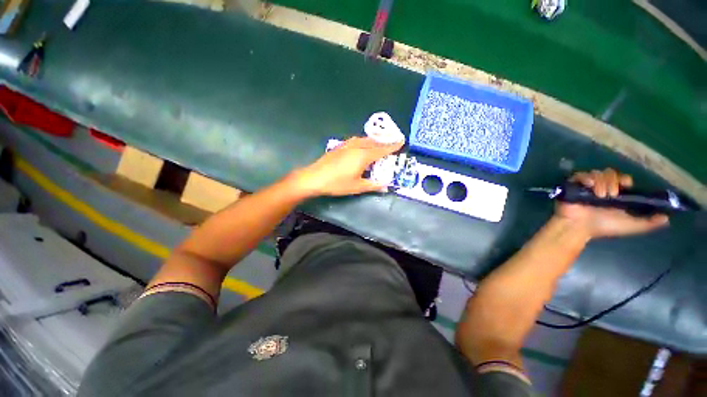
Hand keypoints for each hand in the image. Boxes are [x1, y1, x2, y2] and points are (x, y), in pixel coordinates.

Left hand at [291, 137, 403, 196]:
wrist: (314, 177)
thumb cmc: (337, 183)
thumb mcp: (357, 187)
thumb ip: (372, 185)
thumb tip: (385, 186)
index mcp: (363, 156)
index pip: (382, 149)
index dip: (392, 146)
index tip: (401, 141)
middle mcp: (356, 147)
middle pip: (374, 142)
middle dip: (384, 142)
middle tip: (392, 143)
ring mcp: (347, 145)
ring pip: (364, 139)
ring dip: (374, 140)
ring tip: (378, 143)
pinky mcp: (340, 146)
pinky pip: (356, 140)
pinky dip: (364, 141)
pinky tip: (362, 145)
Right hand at [555, 168, 669, 238]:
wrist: (578, 228)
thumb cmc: (603, 227)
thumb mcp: (630, 226)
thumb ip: (648, 223)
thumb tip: (667, 218)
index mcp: (615, 194)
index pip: (622, 179)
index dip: (624, 180)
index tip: (624, 187)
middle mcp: (602, 188)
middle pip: (610, 173)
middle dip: (612, 181)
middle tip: (610, 195)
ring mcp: (587, 187)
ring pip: (597, 173)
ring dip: (601, 182)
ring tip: (599, 195)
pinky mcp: (574, 186)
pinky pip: (580, 175)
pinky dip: (585, 177)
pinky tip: (588, 186)